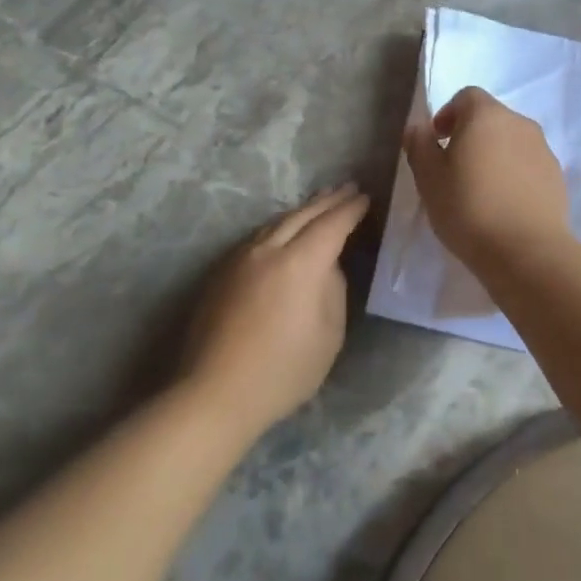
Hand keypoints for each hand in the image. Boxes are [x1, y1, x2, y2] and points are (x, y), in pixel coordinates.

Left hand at [182, 184, 370, 437]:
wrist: (215, 392)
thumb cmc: (283, 371)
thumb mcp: (329, 335)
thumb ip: (333, 290)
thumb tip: (326, 267)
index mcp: (300, 263)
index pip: (332, 224)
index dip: (351, 210)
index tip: (365, 198)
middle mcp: (268, 250)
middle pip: (303, 215)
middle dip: (328, 200)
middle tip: (348, 188)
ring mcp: (241, 258)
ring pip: (277, 222)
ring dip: (302, 210)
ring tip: (320, 203)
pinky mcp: (223, 272)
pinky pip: (259, 236)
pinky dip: (281, 225)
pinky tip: (285, 229)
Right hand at [402, 87, 569, 269]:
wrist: (527, 251)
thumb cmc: (468, 208)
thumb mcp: (428, 178)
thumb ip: (419, 145)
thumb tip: (419, 128)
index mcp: (487, 115)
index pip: (466, 96)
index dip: (448, 114)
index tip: (437, 142)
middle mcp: (520, 123)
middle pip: (491, 118)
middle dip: (471, 135)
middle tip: (454, 168)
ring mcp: (543, 149)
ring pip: (512, 141)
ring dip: (494, 155)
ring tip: (481, 189)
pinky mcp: (557, 176)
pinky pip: (528, 164)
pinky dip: (514, 174)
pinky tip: (504, 204)